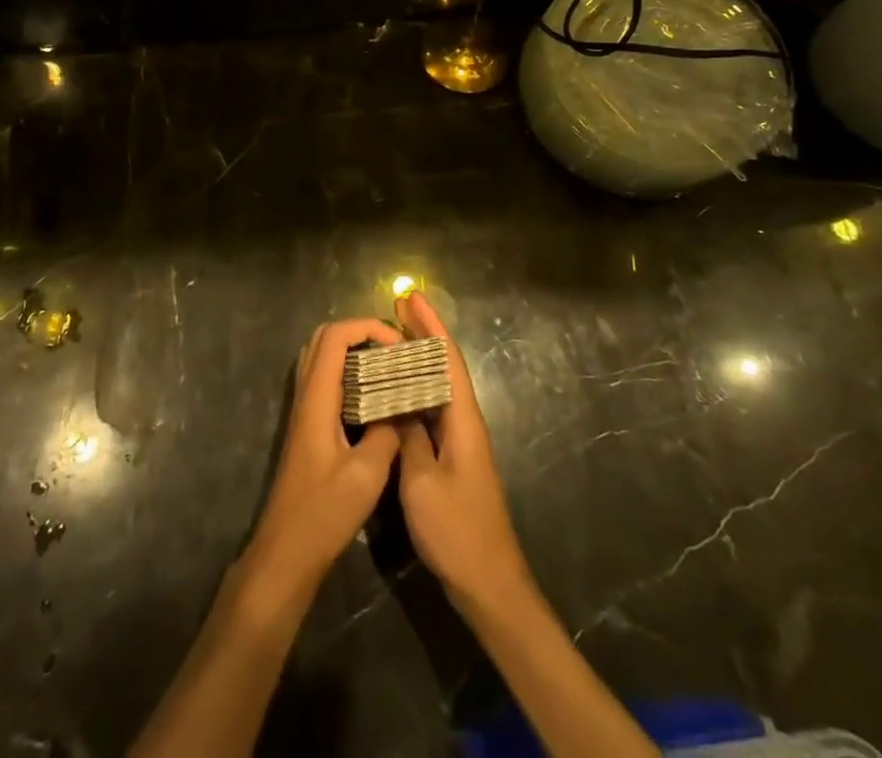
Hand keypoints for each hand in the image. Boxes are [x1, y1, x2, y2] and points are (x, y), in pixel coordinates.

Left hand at [247, 319, 403, 590]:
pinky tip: (373, 398)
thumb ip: (386, 432)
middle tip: (393, 351)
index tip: (398, 346)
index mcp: (317, 398)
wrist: (286, 552)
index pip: (335, 336)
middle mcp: (306, 395)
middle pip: (324, 338)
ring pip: (322, 358)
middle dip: (360, 333)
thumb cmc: (324, 513)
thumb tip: (403, 407)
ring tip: (386, 368)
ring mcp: (303, 411)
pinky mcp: (307, 428)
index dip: (367, 328)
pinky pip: (324, 381)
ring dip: (352, 352)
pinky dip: (347, 374)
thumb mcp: (366, 474)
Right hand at [394, 291, 531, 613]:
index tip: (411, 297)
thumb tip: (394, 400)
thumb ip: (408, 436)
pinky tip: (397, 388)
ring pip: (438, 386)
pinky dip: (415, 388)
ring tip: (392, 335)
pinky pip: (432, 408)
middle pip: (444, 365)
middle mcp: (465, 422)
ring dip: (418, 357)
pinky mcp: (452, 458)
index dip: (429, 325)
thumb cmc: (456, 531)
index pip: (446, 359)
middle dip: (424, 332)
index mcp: (462, 420)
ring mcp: (460, 440)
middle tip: (398, 305)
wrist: (489, 584)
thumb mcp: (421, 482)